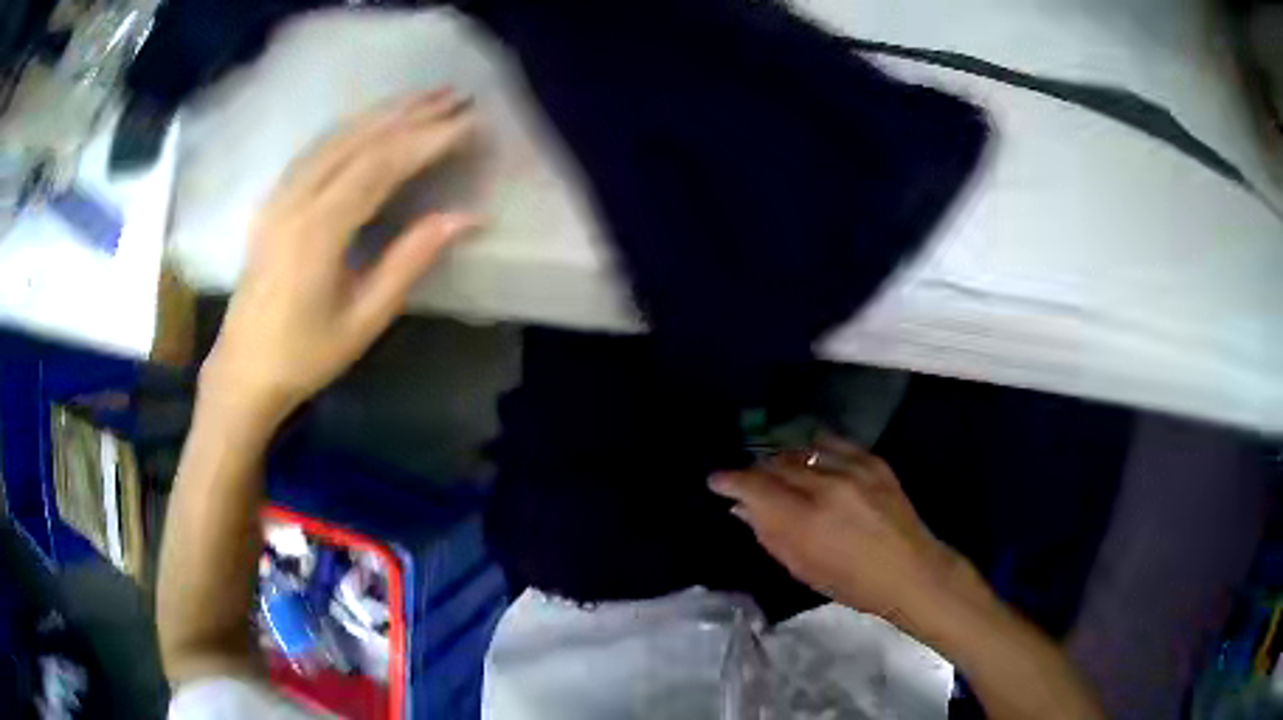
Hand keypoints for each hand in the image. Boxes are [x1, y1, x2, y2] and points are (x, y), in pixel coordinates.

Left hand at [200, 90, 479, 425]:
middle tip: (457, 95)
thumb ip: (411, 260)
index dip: (428, 140)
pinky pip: (316, 149)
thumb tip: (468, 217)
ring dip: (383, 113)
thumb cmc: (305, 355)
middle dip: (411, 114)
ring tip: (424, 98)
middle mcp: (296, 199)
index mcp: (318, 231)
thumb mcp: (365, 318)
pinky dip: (351, 128)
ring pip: (336, 137)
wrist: (243, 370)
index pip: (382, 165)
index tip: (470, 123)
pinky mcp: (273, 201)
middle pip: (359, 140)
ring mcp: (279, 196)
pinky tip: (371, 122)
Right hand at [710, 435, 974, 624]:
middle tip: (750, 481)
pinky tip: (809, 455)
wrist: (910, 571)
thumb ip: (768, 534)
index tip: (717, 480)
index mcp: (805, 520)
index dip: (731, 480)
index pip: (755, 487)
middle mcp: (826, 487)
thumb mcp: (801, 568)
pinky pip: (833, 443)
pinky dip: (815, 448)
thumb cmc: (851, 583)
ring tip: (779, 471)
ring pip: (803, 450)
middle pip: (777, 463)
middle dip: (757, 470)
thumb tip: (742, 508)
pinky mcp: (873, 462)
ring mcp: (853, 470)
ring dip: (784, 459)